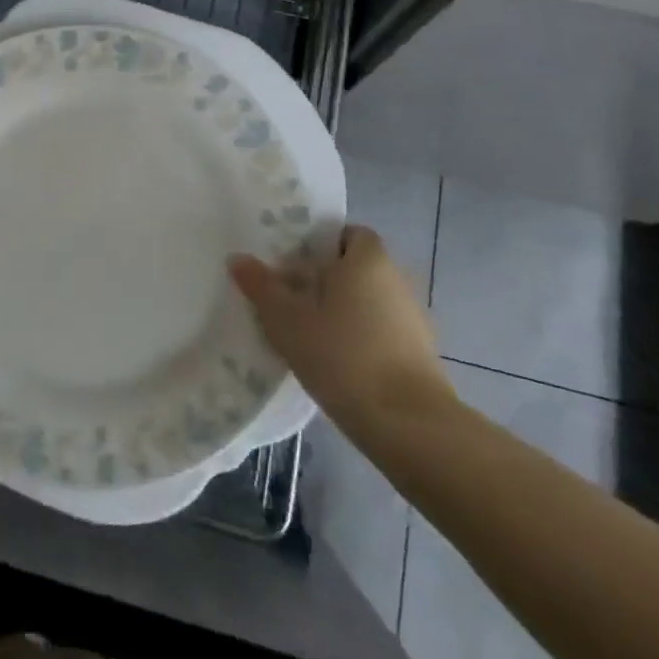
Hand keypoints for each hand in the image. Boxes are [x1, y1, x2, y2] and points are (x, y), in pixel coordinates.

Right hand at [230, 226, 453, 442]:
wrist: (408, 425)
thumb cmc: (343, 356)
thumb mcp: (287, 320)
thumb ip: (261, 287)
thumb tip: (238, 258)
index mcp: (368, 260)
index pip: (348, 233)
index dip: (321, 244)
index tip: (292, 264)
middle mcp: (396, 279)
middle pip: (356, 268)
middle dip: (326, 279)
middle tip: (289, 298)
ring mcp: (413, 318)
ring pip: (369, 301)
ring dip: (343, 311)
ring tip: (307, 334)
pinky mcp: (420, 355)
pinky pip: (382, 331)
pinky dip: (360, 339)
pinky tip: (336, 363)